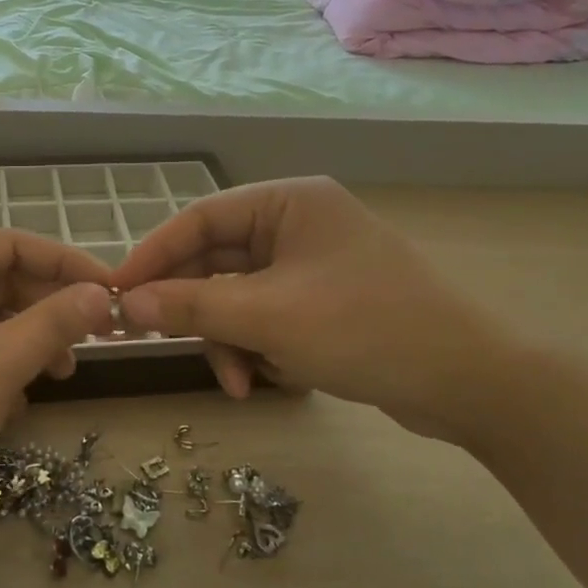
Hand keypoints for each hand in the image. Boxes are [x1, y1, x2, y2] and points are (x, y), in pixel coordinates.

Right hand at [109, 178, 525, 443]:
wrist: (471, 382)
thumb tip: (127, 302)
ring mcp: (313, 266)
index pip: (201, 218)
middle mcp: (298, 225)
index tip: (116, 291)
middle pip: (218, 261)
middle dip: (198, 311)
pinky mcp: (325, 304)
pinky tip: (269, 381)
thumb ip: (192, 305)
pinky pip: (268, 318)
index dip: (154, 254)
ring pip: (240, 297)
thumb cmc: (365, 328)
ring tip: (238, 383)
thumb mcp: (268, 317)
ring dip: (229, 340)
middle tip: (163, 343)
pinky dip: (258, 348)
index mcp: (288, 204)